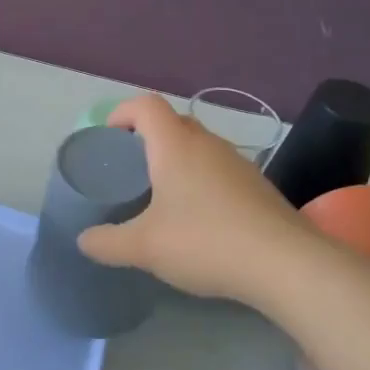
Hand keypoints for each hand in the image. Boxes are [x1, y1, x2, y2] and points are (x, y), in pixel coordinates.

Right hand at [77, 95, 312, 304]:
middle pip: (172, 121)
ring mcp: (237, 162)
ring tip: (161, 195)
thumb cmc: (206, 241)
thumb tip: (83, 240)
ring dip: (176, 159)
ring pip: (198, 146)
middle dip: (147, 137)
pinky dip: (201, 179)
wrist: (287, 264)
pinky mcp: (257, 186)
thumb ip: (107, 243)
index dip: (122, 113)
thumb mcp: (145, 247)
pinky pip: (218, 168)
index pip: (145, 105)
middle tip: (130, 169)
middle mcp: (207, 143)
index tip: (108, 138)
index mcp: (175, 145)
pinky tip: (198, 218)